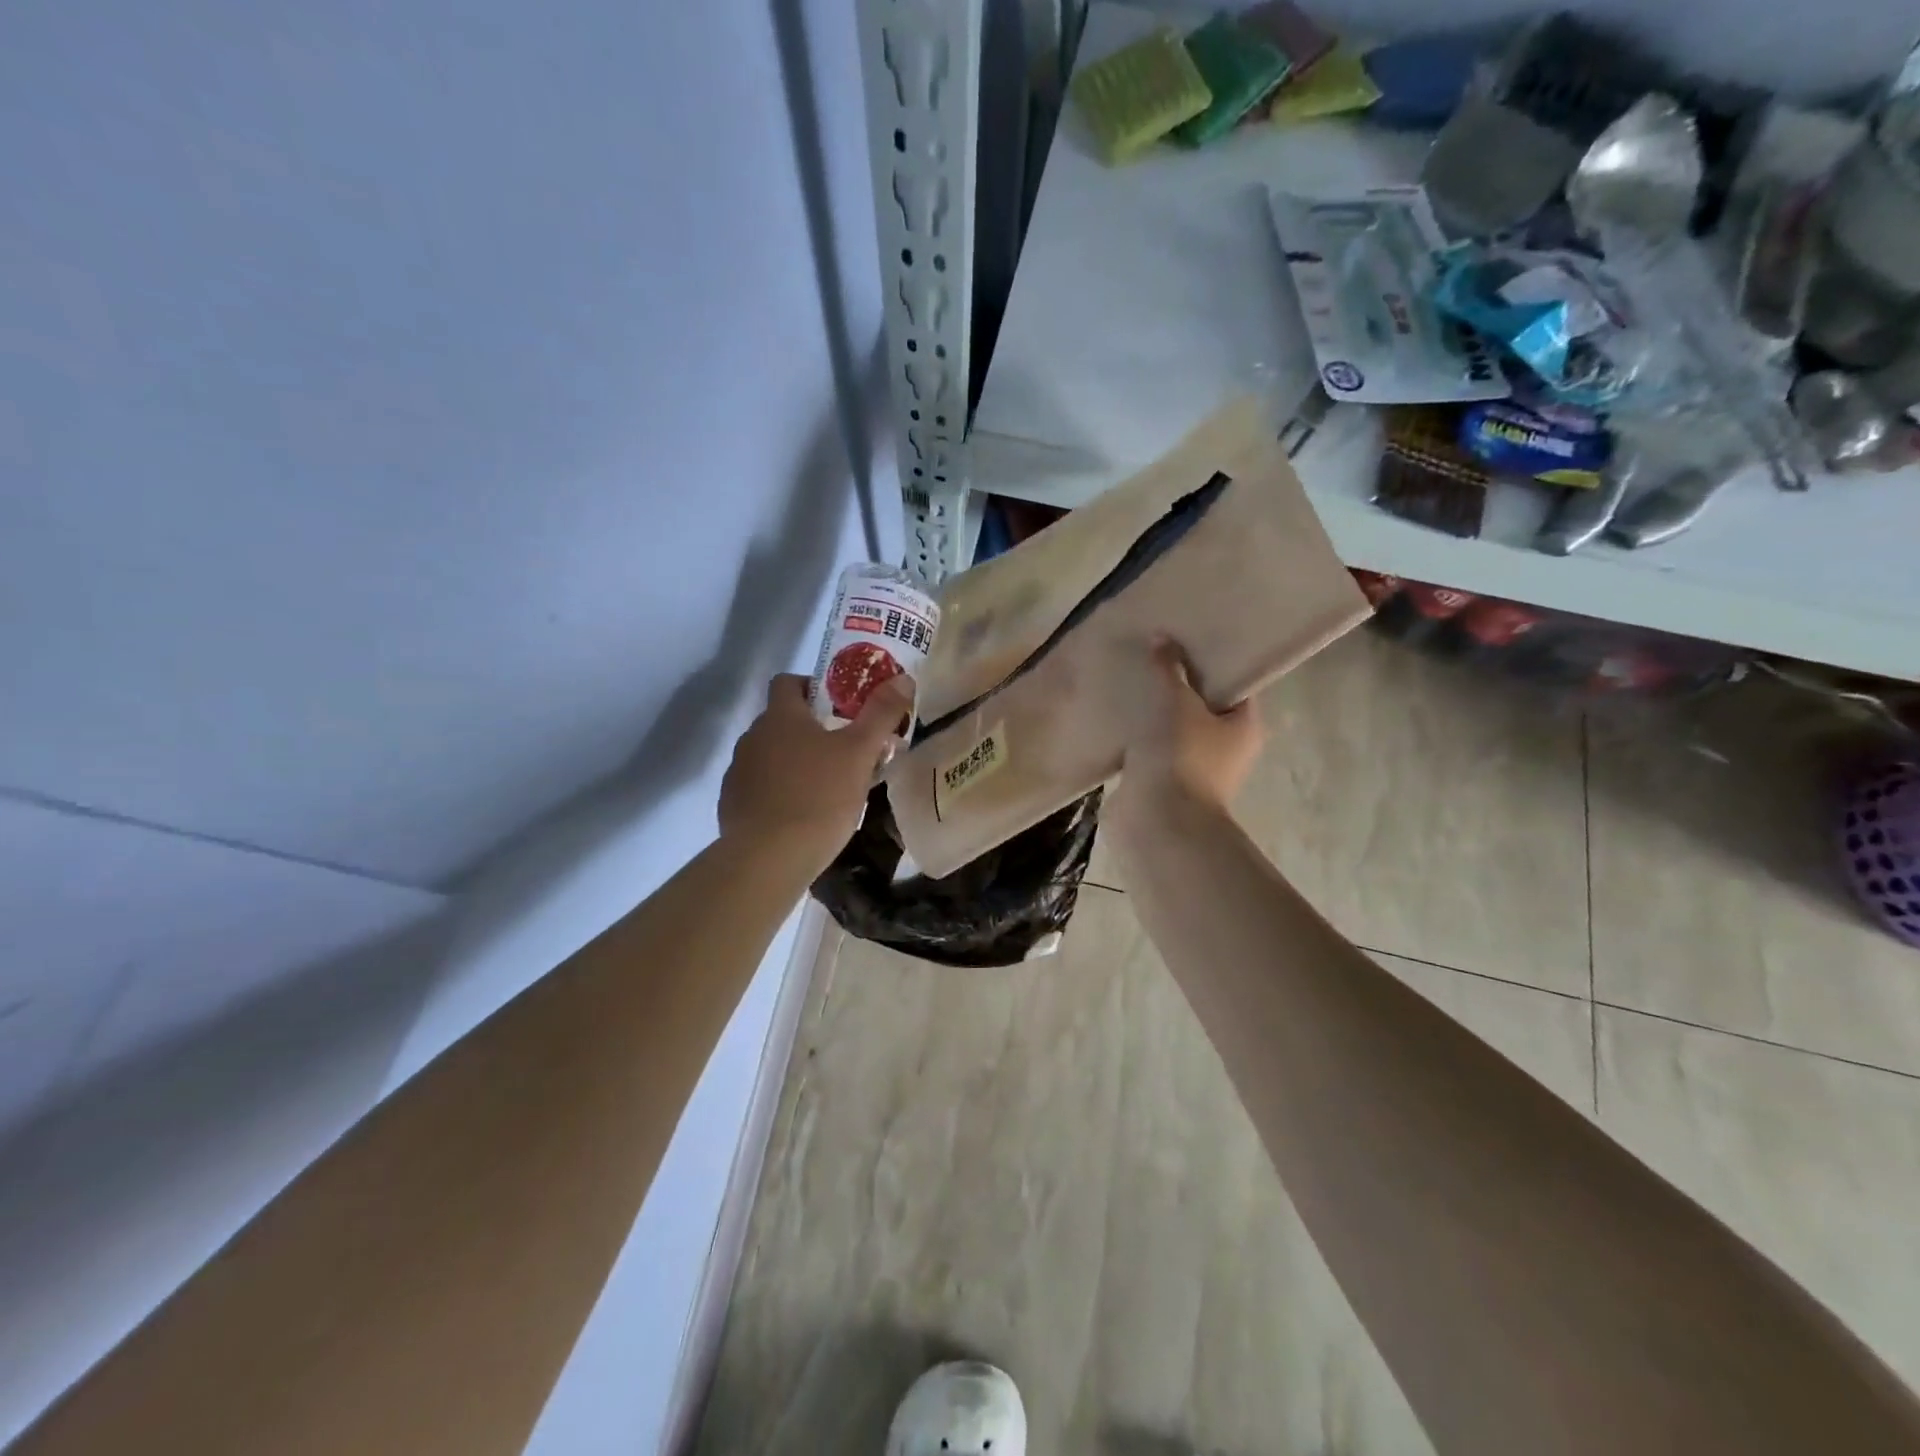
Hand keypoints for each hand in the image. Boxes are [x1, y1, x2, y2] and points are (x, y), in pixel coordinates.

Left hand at [718, 672, 912, 872]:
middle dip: (812, 730)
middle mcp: (752, 737)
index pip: (788, 682)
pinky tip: (802, 815)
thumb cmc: (819, 797)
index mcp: (780, 717)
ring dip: (795, 763)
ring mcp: (738, 772)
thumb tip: (902, 677)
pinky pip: (760, 788)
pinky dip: (780, 793)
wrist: (768, 859)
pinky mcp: (732, 806)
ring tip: (827, 787)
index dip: (813, 687)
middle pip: (782, 721)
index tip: (840, 707)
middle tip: (846, 751)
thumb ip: (881, 713)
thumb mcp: (860, 753)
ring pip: (771, 756)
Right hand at [1111, 634, 1262, 823]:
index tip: (1188, 637)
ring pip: (1173, 727)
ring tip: (1131, 676)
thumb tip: (1162, 638)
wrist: (1158, 821)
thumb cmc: (1182, 758)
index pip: (1235, 683)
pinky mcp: (1160, 780)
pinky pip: (1149, 748)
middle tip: (1154, 651)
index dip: (1214, 659)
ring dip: (1154, 709)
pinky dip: (1136, 734)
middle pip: (1202, 704)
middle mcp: (1225, 747)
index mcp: (1244, 726)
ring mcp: (1191, 766)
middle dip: (1179, 682)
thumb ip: (1169, 670)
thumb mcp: (1178, 704)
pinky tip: (1117, 710)